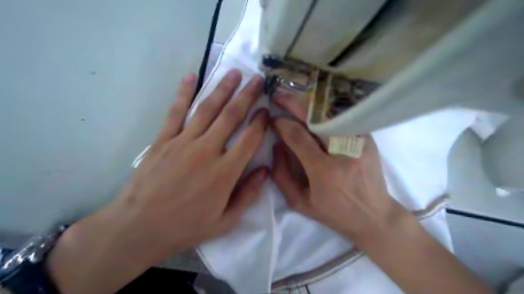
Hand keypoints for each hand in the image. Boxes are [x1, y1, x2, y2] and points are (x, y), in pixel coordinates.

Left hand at [47, 70, 267, 292]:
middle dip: (247, 96)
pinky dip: (184, 93)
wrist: (139, 228)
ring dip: (222, 89)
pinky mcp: (163, 140)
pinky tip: (191, 76)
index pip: (250, 139)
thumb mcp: (225, 221)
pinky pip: (175, 112)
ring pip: (207, 109)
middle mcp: (207, 151)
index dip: (261, 122)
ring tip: (234, 73)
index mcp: (225, 172)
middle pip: (231, 116)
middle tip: (258, 80)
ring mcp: (183, 142)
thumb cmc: (186, 226)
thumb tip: (265, 170)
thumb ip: (248, 194)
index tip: (267, 110)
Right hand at [270, 92, 408, 242]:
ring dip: (309, 104)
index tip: (273, 119)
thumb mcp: (300, 201)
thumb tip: (277, 145)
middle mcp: (344, 152)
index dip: (282, 124)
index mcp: (324, 172)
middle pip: (316, 118)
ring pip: (330, 112)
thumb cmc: (333, 212)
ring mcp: (359, 142)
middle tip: (279, 96)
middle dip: (293, 103)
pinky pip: (342, 117)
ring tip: (294, 100)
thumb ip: (282, 175)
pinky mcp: (368, 138)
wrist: (374, 215)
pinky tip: (314, 109)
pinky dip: (325, 110)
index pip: (298, 137)